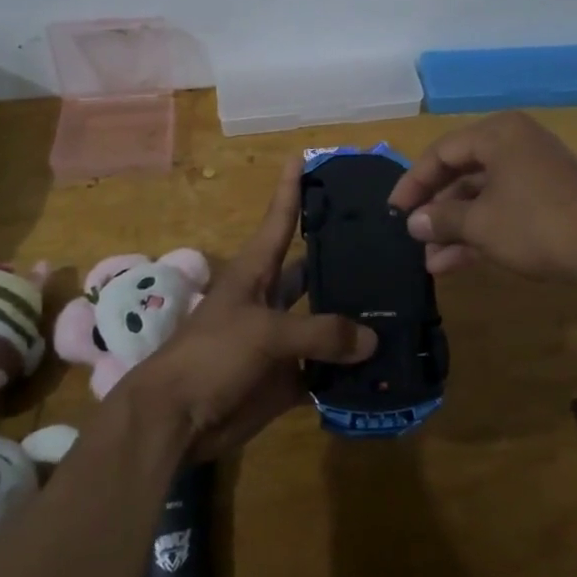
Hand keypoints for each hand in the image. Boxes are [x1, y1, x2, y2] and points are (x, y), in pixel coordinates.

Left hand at [125, 157, 375, 459]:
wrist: (176, 419)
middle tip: (390, 246)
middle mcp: (271, 299)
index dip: (291, 189)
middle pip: (312, 271)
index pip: (280, 219)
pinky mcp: (287, 377)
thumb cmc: (211, 356)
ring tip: (401, 306)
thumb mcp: (265, 333)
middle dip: (344, 260)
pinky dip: (350, 370)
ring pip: (325, 322)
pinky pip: (325, 369)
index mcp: (256, 272)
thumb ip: (321, 332)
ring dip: (354, 319)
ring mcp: (280, 339)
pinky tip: (385, 364)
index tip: (304, 157)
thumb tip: (372, 339)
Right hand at [386, 111, 576, 278]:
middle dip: (436, 210)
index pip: (442, 152)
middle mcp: (516, 144)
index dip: (413, 182)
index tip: (394, 212)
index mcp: (498, 133)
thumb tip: (413, 223)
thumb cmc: (535, 224)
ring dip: (456, 227)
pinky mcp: (549, 198)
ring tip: (431, 261)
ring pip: (483, 196)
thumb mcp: (480, 223)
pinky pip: (504, 208)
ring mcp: (535, 172)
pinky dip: (481, 231)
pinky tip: (456, 262)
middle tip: (412, 236)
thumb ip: (441, 219)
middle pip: (462, 173)